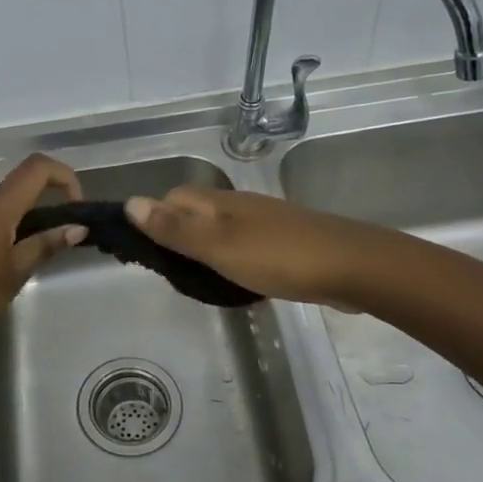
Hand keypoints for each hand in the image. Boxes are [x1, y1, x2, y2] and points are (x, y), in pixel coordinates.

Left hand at [0, 154, 85, 358]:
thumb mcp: (11, 276)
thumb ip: (43, 246)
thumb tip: (76, 227)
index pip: (37, 168)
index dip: (64, 176)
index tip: (75, 207)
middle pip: (14, 191)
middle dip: (38, 212)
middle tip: (45, 251)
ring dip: (12, 227)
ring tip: (12, 269)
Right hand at [125, 186, 368, 308]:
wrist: (353, 267)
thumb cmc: (278, 256)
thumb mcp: (217, 245)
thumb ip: (174, 228)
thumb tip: (130, 203)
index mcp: (219, 202)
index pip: (173, 198)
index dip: (155, 218)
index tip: (146, 252)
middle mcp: (239, 206)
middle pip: (195, 213)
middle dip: (176, 236)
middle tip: (171, 273)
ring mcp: (264, 225)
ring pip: (219, 231)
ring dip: (203, 252)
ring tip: (198, 282)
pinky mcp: (284, 245)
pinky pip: (243, 248)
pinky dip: (230, 262)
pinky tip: (235, 284)